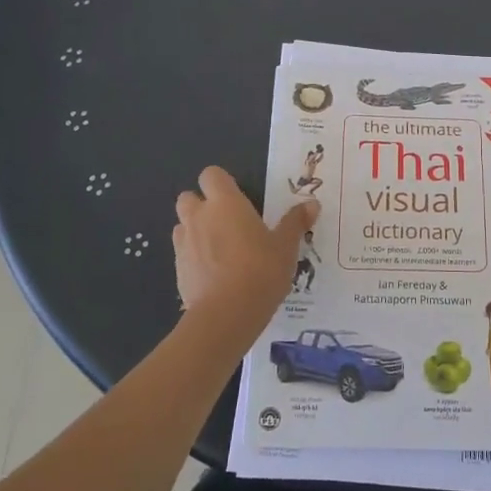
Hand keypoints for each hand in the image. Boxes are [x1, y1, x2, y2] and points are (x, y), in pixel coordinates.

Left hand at [172, 167, 317, 341]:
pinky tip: (213, 273)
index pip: (211, 175)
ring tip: (218, 247)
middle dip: (201, 204)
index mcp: (225, 203)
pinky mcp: (177, 270)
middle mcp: (199, 217)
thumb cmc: (260, 271)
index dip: (221, 182)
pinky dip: (193, 257)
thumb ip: (295, 223)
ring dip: (195, 230)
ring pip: (182, 225)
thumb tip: (313, 204)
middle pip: (188, 197)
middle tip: (226, 221)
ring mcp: (184, 244)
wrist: (226, 315)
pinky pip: (182, 253)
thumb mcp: (286, 247)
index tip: (238, 197)